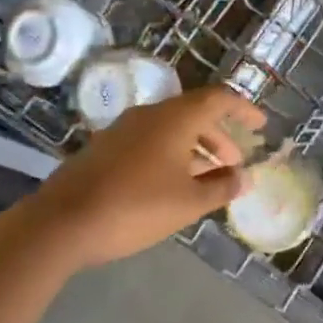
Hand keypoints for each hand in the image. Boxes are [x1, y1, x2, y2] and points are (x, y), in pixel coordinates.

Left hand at [27, 85, 266, 268]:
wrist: (61, 223)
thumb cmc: (135, 207)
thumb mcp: (188, 203)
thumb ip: (221, 187)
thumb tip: (243, 177)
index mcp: (175, 118)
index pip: (218, 99)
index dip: (243, 109)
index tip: (261, 125)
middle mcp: (149, 114)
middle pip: (194, 113)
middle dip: (219, 135)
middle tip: (235, 162)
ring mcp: (123, 129)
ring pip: (170, 128)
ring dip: (195, 147)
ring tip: (207, 178)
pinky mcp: (104, 148)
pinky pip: (149, 140)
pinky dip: (171, 154)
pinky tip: (171, 185)